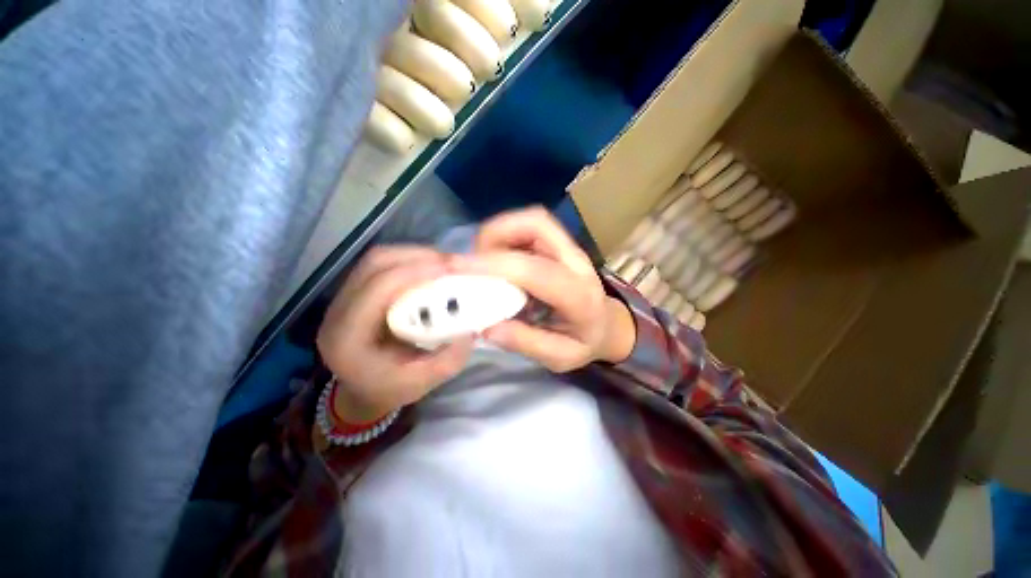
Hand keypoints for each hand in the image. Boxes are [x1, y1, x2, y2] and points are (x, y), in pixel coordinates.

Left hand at [316, 246, 472, 422]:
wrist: (363, 388)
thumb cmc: (389, 389)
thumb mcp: (421, 384)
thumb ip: (448, 361)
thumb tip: (470, 330)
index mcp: (347, 338)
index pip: (377, 289)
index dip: (413, 273)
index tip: (450, 270)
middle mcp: (338, 311)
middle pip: (374, 264)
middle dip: (417, 257)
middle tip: (452, 263)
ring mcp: (344, 297)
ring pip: (377, 259)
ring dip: (414, 255)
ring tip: (444, 263)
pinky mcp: (357, 290)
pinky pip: (382, 264)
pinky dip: (410, 260)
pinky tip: (430, 268)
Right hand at [452, 207, 635, 371]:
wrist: (606, 323)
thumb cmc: (584, 341)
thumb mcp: (560, 357)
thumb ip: (526, 342)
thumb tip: (487, 326)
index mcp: (579, 296)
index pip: (535, 270)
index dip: (494, 265)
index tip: (457, 268)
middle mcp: (576, 262)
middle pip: (536, 223)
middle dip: (495, 235)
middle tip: (472, 262)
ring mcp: (568, 247)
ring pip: (530, 220)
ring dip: (498, 234)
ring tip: (482, 261)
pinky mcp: (559, 243)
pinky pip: (528, 227)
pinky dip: (505, 236)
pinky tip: (497, 259)